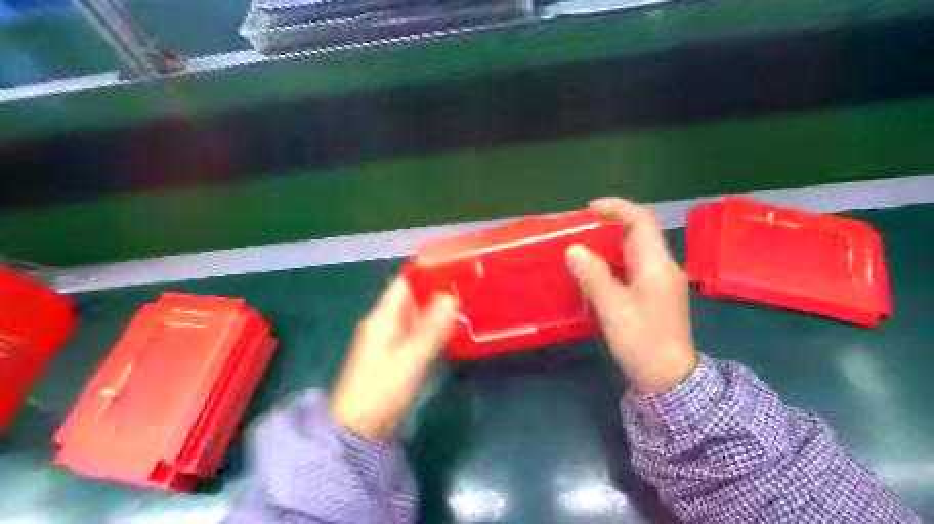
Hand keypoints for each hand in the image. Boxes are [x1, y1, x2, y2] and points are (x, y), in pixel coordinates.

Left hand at [329, 277, 457, 441]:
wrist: (360, 429)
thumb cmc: (382, 390)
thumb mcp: (410, 357)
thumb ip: (431, 328)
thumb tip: (451, 297)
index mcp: (382, 317)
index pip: (404, 283)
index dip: (426, 271)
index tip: (453, 264)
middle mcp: (384, 323)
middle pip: (411, 297)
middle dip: (436, 289)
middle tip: (468, 283)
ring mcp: (388, 340)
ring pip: (415, 315)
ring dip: (436, 308)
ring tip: (466, 300)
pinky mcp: (395, 356)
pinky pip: (416, 332)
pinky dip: (432, 327)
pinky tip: (451, 328)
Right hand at [566, 198, 696, 393]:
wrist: (670, 379)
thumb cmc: (642, 342)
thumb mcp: (613, 308)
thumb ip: (593, 275)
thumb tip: (573, 248)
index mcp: (656, 265)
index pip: (641, 221)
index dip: (617, 208)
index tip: (589, 208)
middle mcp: (662, 267)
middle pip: (638, 234)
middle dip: (610, 225)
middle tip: (580, 229)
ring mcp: (660, 282)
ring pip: (635, 251)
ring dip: (610, 244)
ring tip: (582, 249)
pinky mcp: (655, 295)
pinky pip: (633, 267)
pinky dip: (613, 262)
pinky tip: (596, 273)